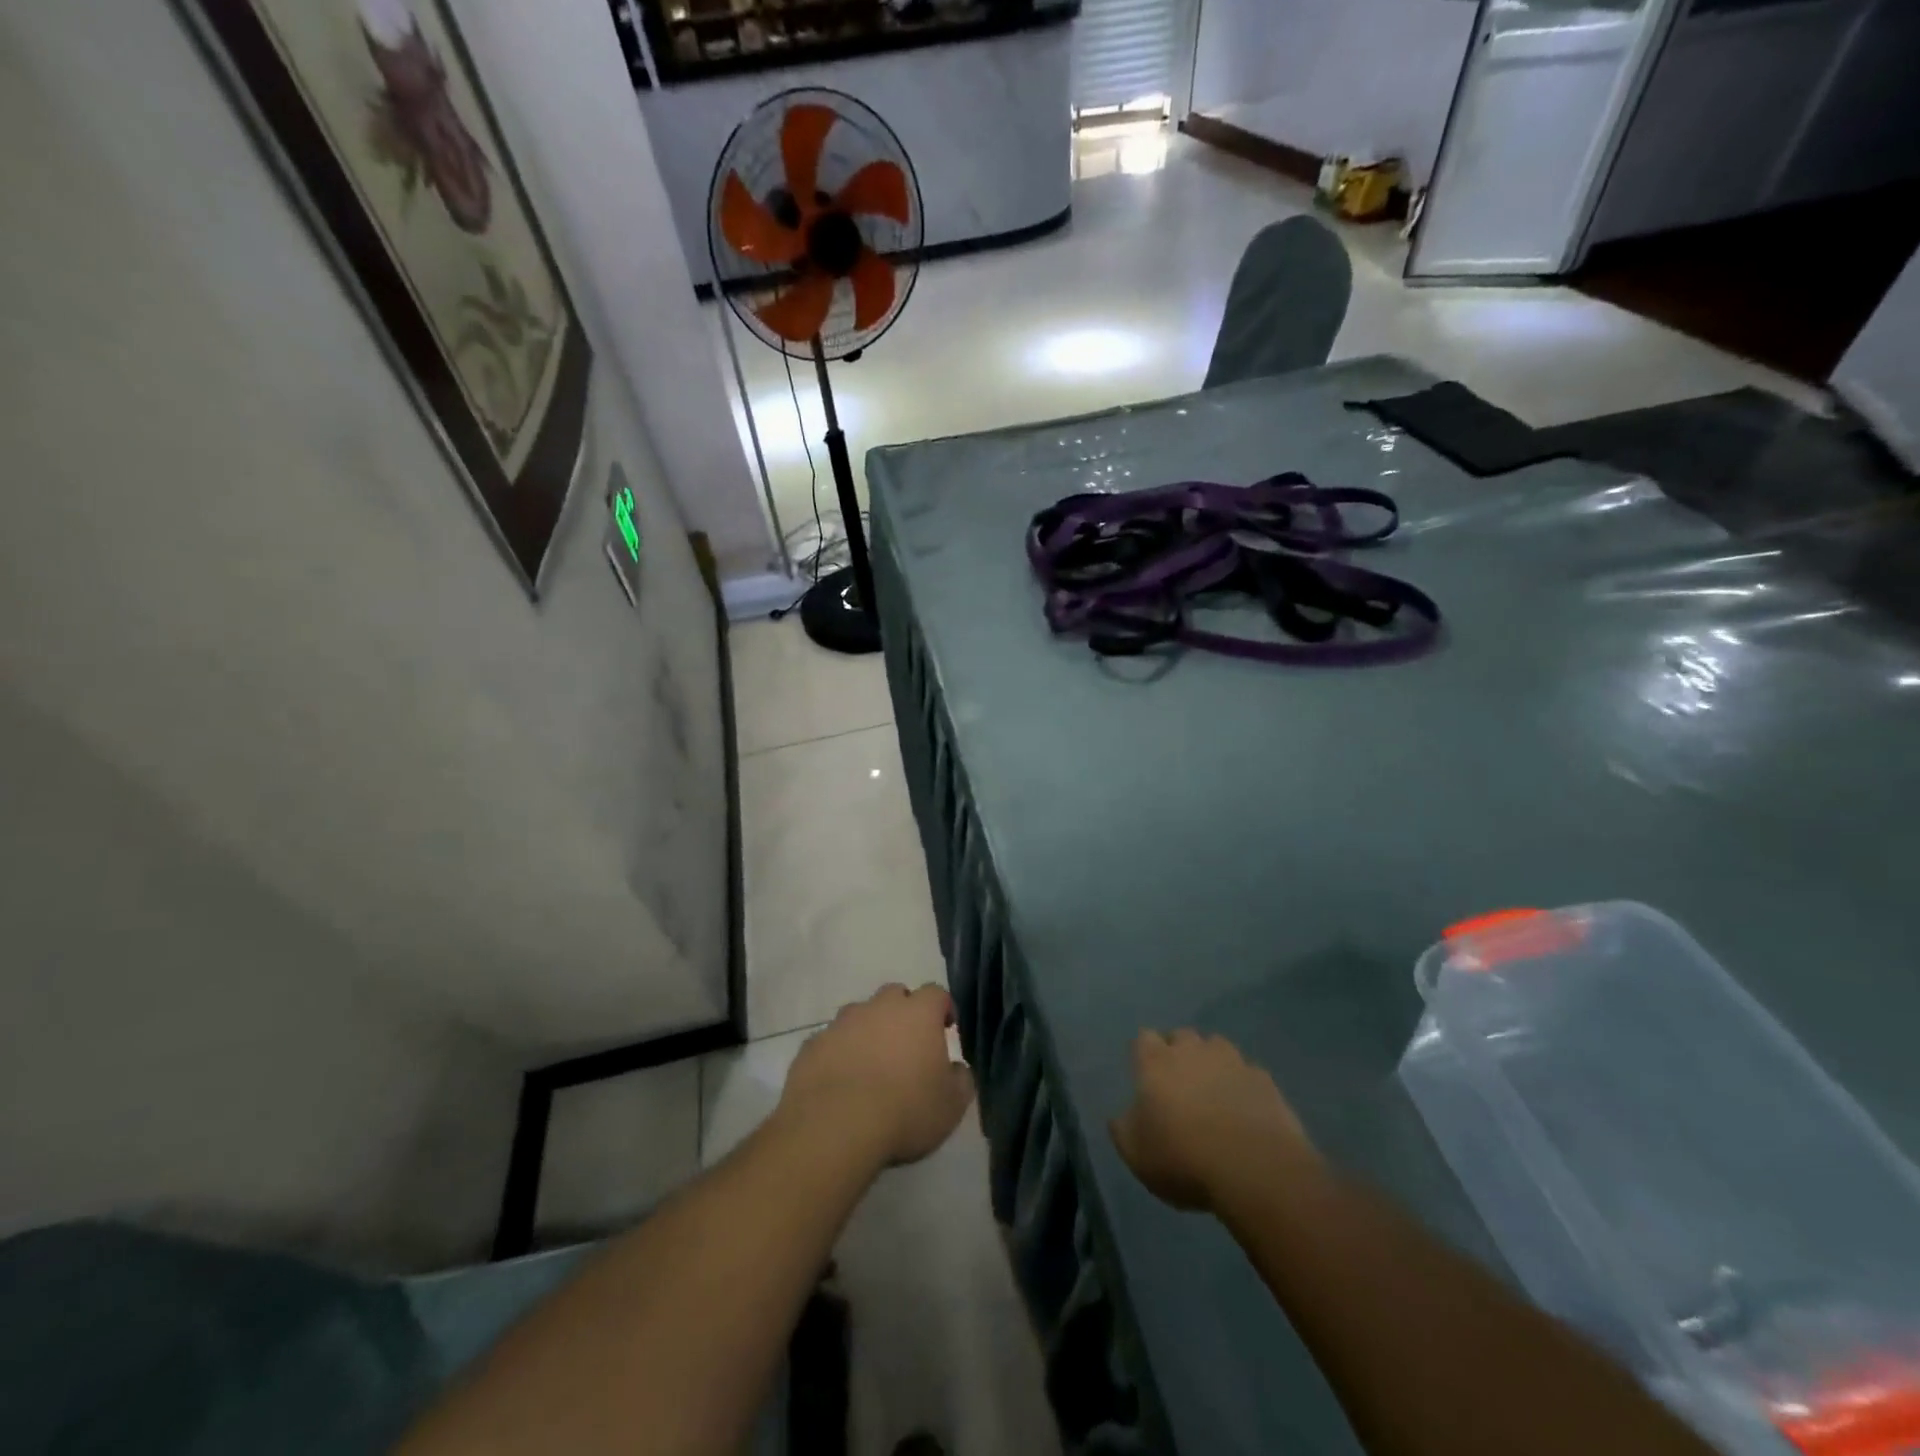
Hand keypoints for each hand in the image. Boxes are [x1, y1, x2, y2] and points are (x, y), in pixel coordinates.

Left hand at [778, 983, 973, 1166]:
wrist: (834, 1128)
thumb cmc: (904, 1111)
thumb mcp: (951, 1106)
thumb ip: (961, 1080)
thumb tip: (957, 1069)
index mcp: (918, 1013)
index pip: (937, 993)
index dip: (943, 1009)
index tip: (946, 1030)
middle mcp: (879, 1007)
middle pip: (895, 995)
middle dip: (903, 1013)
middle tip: (907, 1046)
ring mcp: (842, 1023)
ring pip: (860, 1015)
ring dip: (868, 1031)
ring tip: (871, 1066)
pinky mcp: (812, 1045)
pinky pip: (831, 1041)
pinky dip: (839, 1053)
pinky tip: (841, 1082)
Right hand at [1110, 1030, 1319, 1212]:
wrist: (1254, 1169)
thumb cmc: (1183, 1158)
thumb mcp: (1136, 1154)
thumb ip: (1123, 1128)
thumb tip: (1121, 1115)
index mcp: (1156, 1062)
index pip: (1144, 1038)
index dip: (1144, 1053)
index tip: (1146, 1074)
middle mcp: (1192, 1051)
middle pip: (1181, 1036)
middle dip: (1179, 1051)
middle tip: (1179, 1082)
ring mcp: (1232, 1061)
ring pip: (1217, 1046)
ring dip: (1212, 1062)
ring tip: (1214, 1090)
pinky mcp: (1264, 1080)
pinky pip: (1248, 1072)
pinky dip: (1243, 1084)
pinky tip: (1245, 1108)